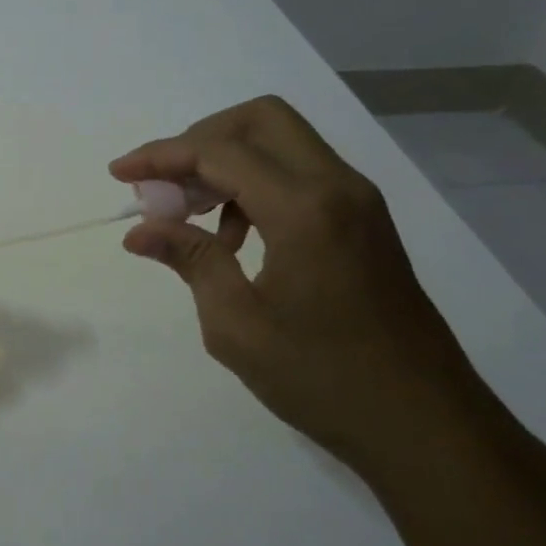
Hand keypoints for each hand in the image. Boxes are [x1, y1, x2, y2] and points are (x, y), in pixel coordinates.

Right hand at [112, 96, 507, 482]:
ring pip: (282, 143)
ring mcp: (358, 201)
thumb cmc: (323, 379)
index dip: (161, 156)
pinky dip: (257, 185)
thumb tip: (139, 230)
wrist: (426, 425)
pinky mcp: (364, 221)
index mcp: (304, 209)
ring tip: (191, 216)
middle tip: (165, 186)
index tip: (119, 175)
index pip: (219, 151)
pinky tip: (235, 239)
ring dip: (228, 163)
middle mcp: (337, 186)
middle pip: (260, 119)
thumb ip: (190, 260)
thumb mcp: (237, 324)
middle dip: (200, 139)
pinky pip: (301, 174)